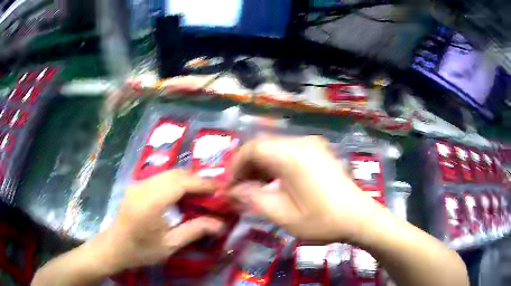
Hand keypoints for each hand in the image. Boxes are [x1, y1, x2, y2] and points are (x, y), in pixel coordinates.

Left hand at [97, 170, 225, 271]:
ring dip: (186, 180)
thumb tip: (220, 224)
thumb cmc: (141, 249)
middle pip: (175, 174)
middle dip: (196, 180)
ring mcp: (138, 184)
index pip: (181, 183)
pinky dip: (174, 182)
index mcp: (151, 203)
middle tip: (211, 192)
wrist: (115, 246)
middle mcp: (143, 187)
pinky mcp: (136, 185)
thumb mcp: (170, 245)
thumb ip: (194, 231)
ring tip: (199, 193)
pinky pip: (159, 177)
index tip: (219, 189)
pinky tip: (180, 195)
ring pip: (167, 173)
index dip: (202, 183)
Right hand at [228, 136, 384, 242]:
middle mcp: (301, 143)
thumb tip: (233, 191)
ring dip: (261, 167)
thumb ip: (253, 199)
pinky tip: (274, 184)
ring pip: (275, 149)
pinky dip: (276, 166)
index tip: (229, 186)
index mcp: (291, 155)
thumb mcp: (282, 215)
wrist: (359, 218)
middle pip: (263, 146)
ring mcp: (312, 146)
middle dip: (247, 167)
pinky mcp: (319, 153)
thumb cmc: (322, 219)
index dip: (235, 166)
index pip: (252, 148)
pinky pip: (289, 153)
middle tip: (239, 190)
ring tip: (254, 189)